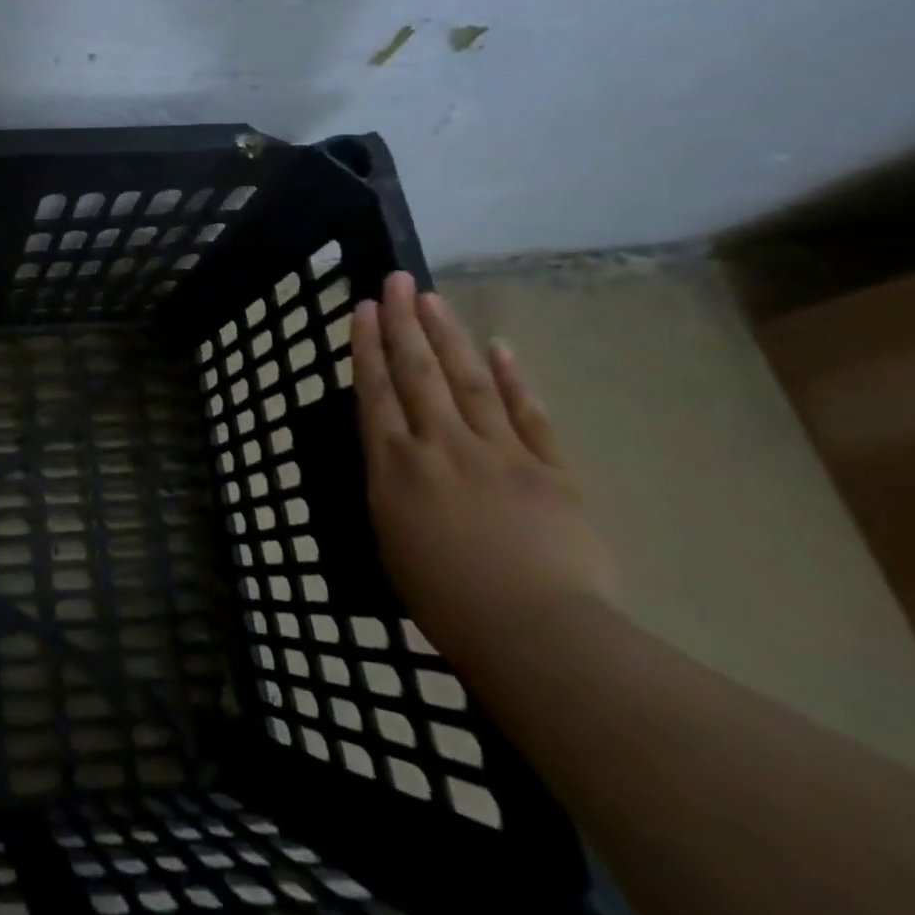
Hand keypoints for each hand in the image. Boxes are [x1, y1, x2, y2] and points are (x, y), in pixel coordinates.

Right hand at [353, 271, 616, 672]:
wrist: (536, 635)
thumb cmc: (445, 600)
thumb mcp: (390, 541)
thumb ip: (391, 490)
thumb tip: (396, 457)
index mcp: (395, 466)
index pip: (375, 391)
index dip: (367, 346)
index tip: (363, 308)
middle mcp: (440, 445)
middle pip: (418, 372)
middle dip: (404, 323)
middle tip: (397, 280)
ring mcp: (499, 452)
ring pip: (468, 380)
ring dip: (449, 336)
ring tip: (434, 299)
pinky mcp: (551, 471)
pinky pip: (529, 415)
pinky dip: (514, 380)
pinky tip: (501, 348)